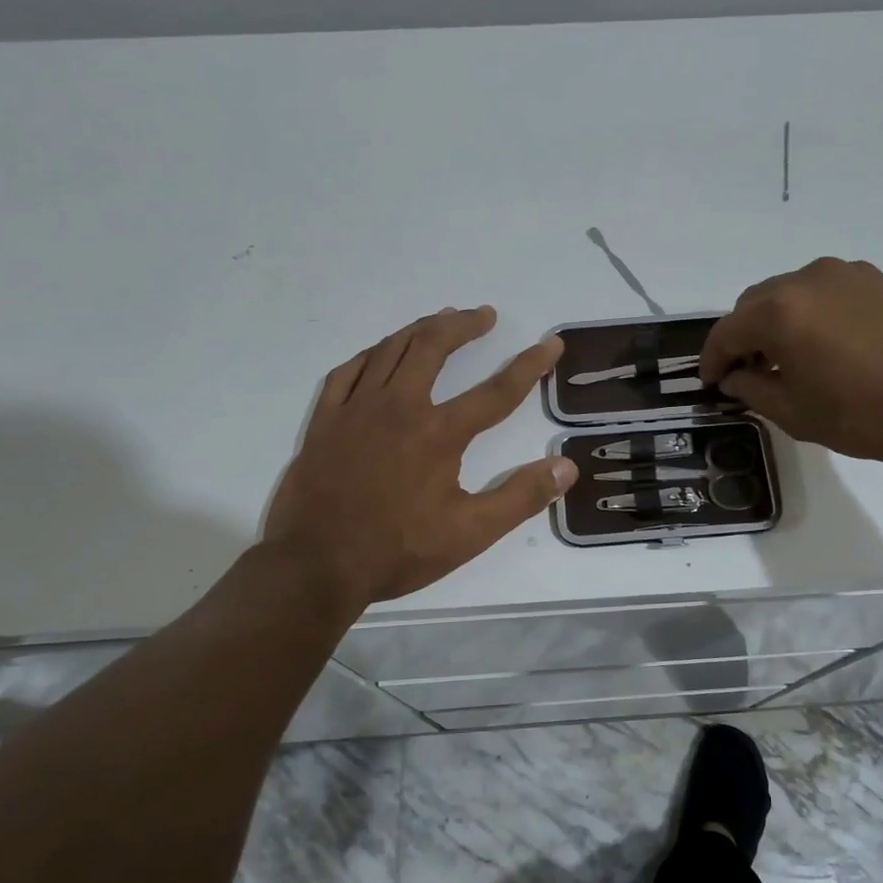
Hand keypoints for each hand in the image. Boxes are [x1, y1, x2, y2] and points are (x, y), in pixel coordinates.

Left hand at [264, 307, 576, 603]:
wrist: (315, 566)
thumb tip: (567, 466)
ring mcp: (356, 410)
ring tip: (440, 320)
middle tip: (484, 316)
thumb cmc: (397, 551)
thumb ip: (520, 497)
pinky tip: (379, 354)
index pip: (496, 391)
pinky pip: (347, 372)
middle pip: (434, 347)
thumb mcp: (470, 533)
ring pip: (390, 350)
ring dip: (420, 329)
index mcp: (438, 433)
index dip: (529, 365)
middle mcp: (398, 407)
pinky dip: (370, 355)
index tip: (551, 344)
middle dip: (463, 326)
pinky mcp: (325, 421)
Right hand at [699, 257, 882, 469]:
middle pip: (752, 305)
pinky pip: (820, 293)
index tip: (710, 384)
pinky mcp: (873, 280)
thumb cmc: (865, 415)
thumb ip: (751, 389)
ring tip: (785, 360)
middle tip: (746, 374)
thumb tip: (734, 377)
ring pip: (786, 294)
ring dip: (773, 323)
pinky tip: (821, 346)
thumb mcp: (794, 412)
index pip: (725, 332)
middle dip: (741, 338)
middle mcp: (805, 279)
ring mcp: (843, 274)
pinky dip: (807, 314)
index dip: (711, 361)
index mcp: (778, 312)